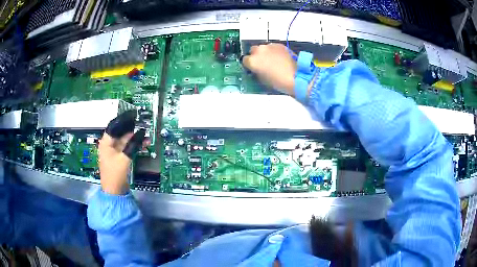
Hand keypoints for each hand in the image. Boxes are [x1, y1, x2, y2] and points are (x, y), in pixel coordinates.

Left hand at [98, 110, 146, 194]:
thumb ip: (133, 144)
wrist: (114, 191)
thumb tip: (141, 133)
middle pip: (120, 132)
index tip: (133, 114)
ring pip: (125, 140)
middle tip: (142, 123)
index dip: (124, 119)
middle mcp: (109, 145)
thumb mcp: (125, 158)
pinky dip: (134, 145)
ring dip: (135, 138)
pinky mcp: (119, 157)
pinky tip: (143, 143)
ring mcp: (114, 151)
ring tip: (146, 136)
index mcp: (106, 142)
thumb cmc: (115, 174)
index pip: (114, 125)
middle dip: (132, 129)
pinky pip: (127, 147)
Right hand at [242, 43, 296, 95]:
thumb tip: (257, 69)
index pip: (245, 60)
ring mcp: (270, 46)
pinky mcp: (279, 45)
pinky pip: (273, 47)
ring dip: (265, 53)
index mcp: (252, 61)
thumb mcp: (262, 79)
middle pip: (253, 50)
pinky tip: (280, 58)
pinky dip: (274, 51)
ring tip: (273, 61)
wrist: (296, 77)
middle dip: (256, 56)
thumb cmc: (278, 82)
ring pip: (263, 48)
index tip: (253, 68)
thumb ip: (256, 71)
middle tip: (263, 63)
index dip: (249, 64)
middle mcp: (259, 50)